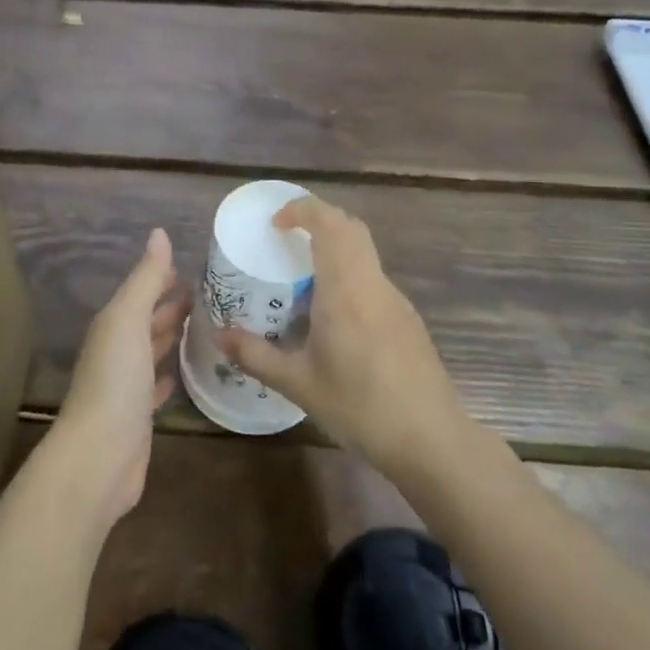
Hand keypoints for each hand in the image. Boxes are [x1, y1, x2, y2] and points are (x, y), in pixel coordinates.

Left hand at [53, 229, 186, 523]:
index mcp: (113, 324)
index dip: (164, 277)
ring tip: (208, 325)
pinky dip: (168, 374)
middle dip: (172, 305)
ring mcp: (126, 384)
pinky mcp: (138, 415)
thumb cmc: (115, 380)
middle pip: (147, 320)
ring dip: (172, 336)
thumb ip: (146, 279)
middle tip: (213, 294)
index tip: (198, 267)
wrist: (99, 456)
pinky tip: (183, 372)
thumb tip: (159, 233)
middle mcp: (117, 350)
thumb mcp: (129, 319)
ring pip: (152, 350)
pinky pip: (155, 386)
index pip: (142, 292)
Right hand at [216, 196, 462, 477]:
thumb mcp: (298, 383)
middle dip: (318, 220)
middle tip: (286, 239)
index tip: (275, 223)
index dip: (302, 209)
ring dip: (335, 247)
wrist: (431, 440)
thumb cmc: (360, 406)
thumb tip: (218, 336)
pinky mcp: (407, 319)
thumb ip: (255, 355)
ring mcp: (396, 300)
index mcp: (346, 288)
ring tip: (302, 276)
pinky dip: (349, 274)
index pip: (329, 222)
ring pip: (365, 252)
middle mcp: (373, 283)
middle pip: (351, 228)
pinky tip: (332, 315)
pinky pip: (373, 279)